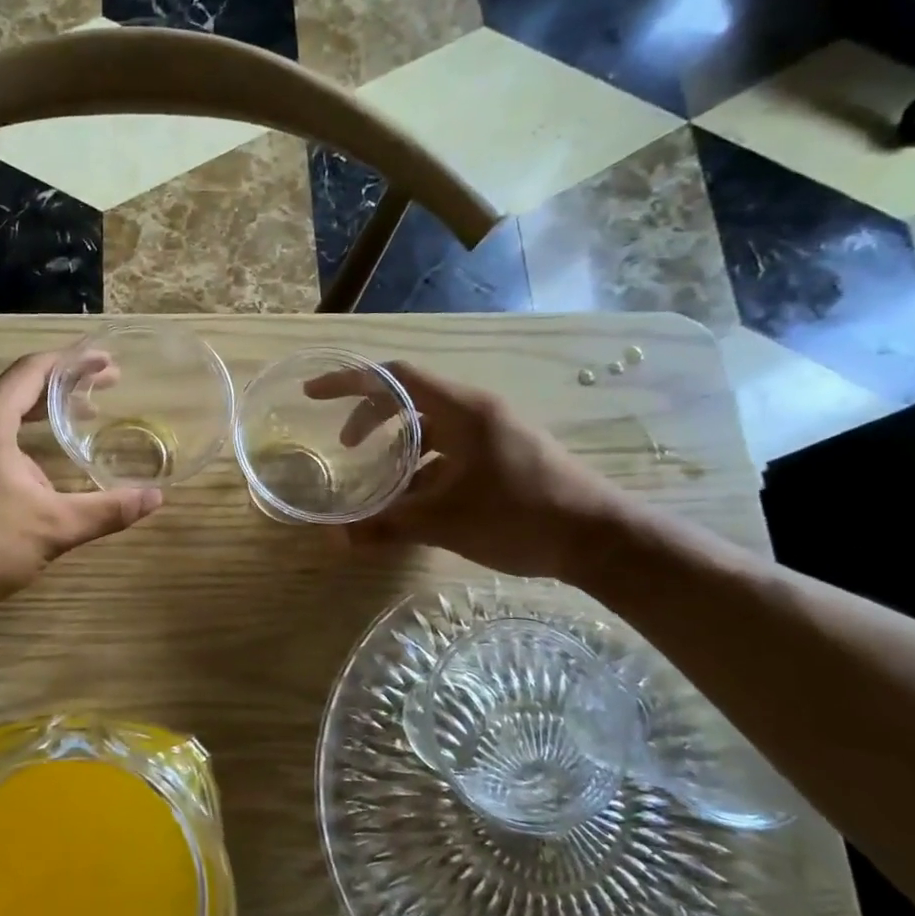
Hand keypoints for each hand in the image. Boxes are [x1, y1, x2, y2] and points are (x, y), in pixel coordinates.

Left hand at [0, 351, 162, 621]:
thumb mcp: (55, 526)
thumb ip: (108, 509)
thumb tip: (156, 497)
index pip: (33, 371)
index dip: (74, 363)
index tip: (108, 363)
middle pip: (21, 387)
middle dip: (65, 385)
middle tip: (108, 386)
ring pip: (6, 413)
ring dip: (46, 411)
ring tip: (86, 416)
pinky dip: (27, 434)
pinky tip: (49, 459)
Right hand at [309, 362, 632, 580]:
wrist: (600, 538)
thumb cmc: (519, 516)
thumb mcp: (445, 522)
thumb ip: (388, 525)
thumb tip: (337, 539)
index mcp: (461, 409)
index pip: (394, 377)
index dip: (350, 382)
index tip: (314, 394)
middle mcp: (477, 410)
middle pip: (409, 398)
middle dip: (370, 418)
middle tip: (345, 447)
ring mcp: (494, 431)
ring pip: (430, 427)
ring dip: (398, 448)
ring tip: (378, 482)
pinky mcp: (504, 454)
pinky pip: (451, 447)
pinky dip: (424, 466)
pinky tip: (415, 501)